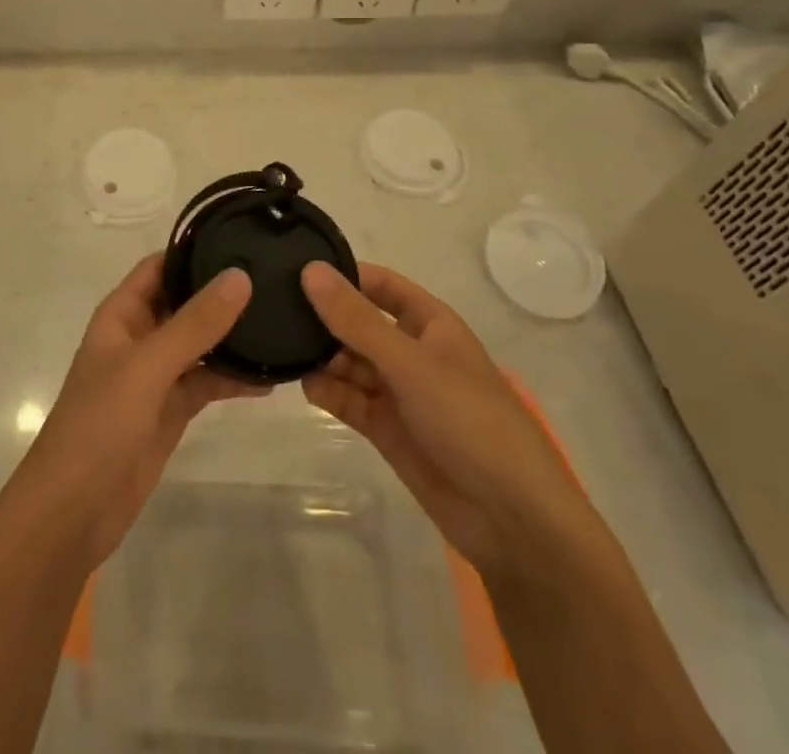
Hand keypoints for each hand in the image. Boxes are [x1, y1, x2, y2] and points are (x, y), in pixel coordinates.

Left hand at [0, 253, 267, 573]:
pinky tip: (272, 376)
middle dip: (223, 292)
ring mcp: (157, 374)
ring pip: (201, 343)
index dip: (195, 250)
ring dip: (234, 336)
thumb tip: (240, 276)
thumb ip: (194, 324)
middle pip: (185, 301)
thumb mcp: (148, 367)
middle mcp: (140, 336)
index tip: (243, 237)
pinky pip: (207, 382)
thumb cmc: (99, 425)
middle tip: (277, 278)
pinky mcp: (172, 410)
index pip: (161, 266)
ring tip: (283, 321)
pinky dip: (234, 378)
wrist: (73, 511)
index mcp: (122, 314)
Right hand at [299, 261, 592, 576]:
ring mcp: (399, 392)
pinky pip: (350, 399)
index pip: (381, 285)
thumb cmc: (469, 421)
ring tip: (287, 351)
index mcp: (431, 324)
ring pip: (350, 362)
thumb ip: (357, 320)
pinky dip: (329, 392)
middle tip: (277, 312)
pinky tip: (307, 386)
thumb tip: (310, 271)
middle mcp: (412, 352)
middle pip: (360, 323)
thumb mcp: (410, 363)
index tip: (298, 269)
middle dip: (326, 319)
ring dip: (323, 357)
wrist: (510, 519)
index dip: (346, 275)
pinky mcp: (387, 429)